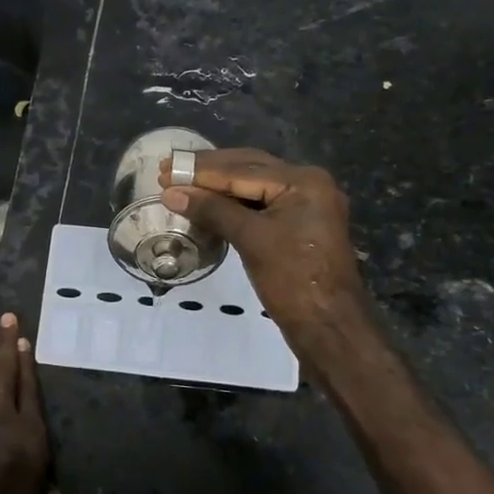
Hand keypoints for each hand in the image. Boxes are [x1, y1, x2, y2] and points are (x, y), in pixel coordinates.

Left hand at [0, 313, 57, 493]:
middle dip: (6, 345)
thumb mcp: (30, 492)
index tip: (24, 340)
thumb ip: (42, 491)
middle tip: (5, 317)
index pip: (29, 389)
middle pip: (6, 374)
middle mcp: (3, 413)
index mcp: (29, 426)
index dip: (27, 365)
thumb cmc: (7, 485)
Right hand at [160, 148, 370, 344]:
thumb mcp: (250, 239)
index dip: (200, 171)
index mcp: (303, 181)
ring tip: (182, 183)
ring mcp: (306, 204)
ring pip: (254, 185)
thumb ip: (212, 210)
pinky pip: (261, 203)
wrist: (329, 326)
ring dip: (219, 185)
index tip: (164, 170)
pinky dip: (233, 203)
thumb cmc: (292, 280)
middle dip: (208, 171)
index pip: (242, 169)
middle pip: (249, 168)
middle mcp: (308, 183)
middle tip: (169, 170)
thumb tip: (171, 193)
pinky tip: (208, 204)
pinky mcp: (299, 224)